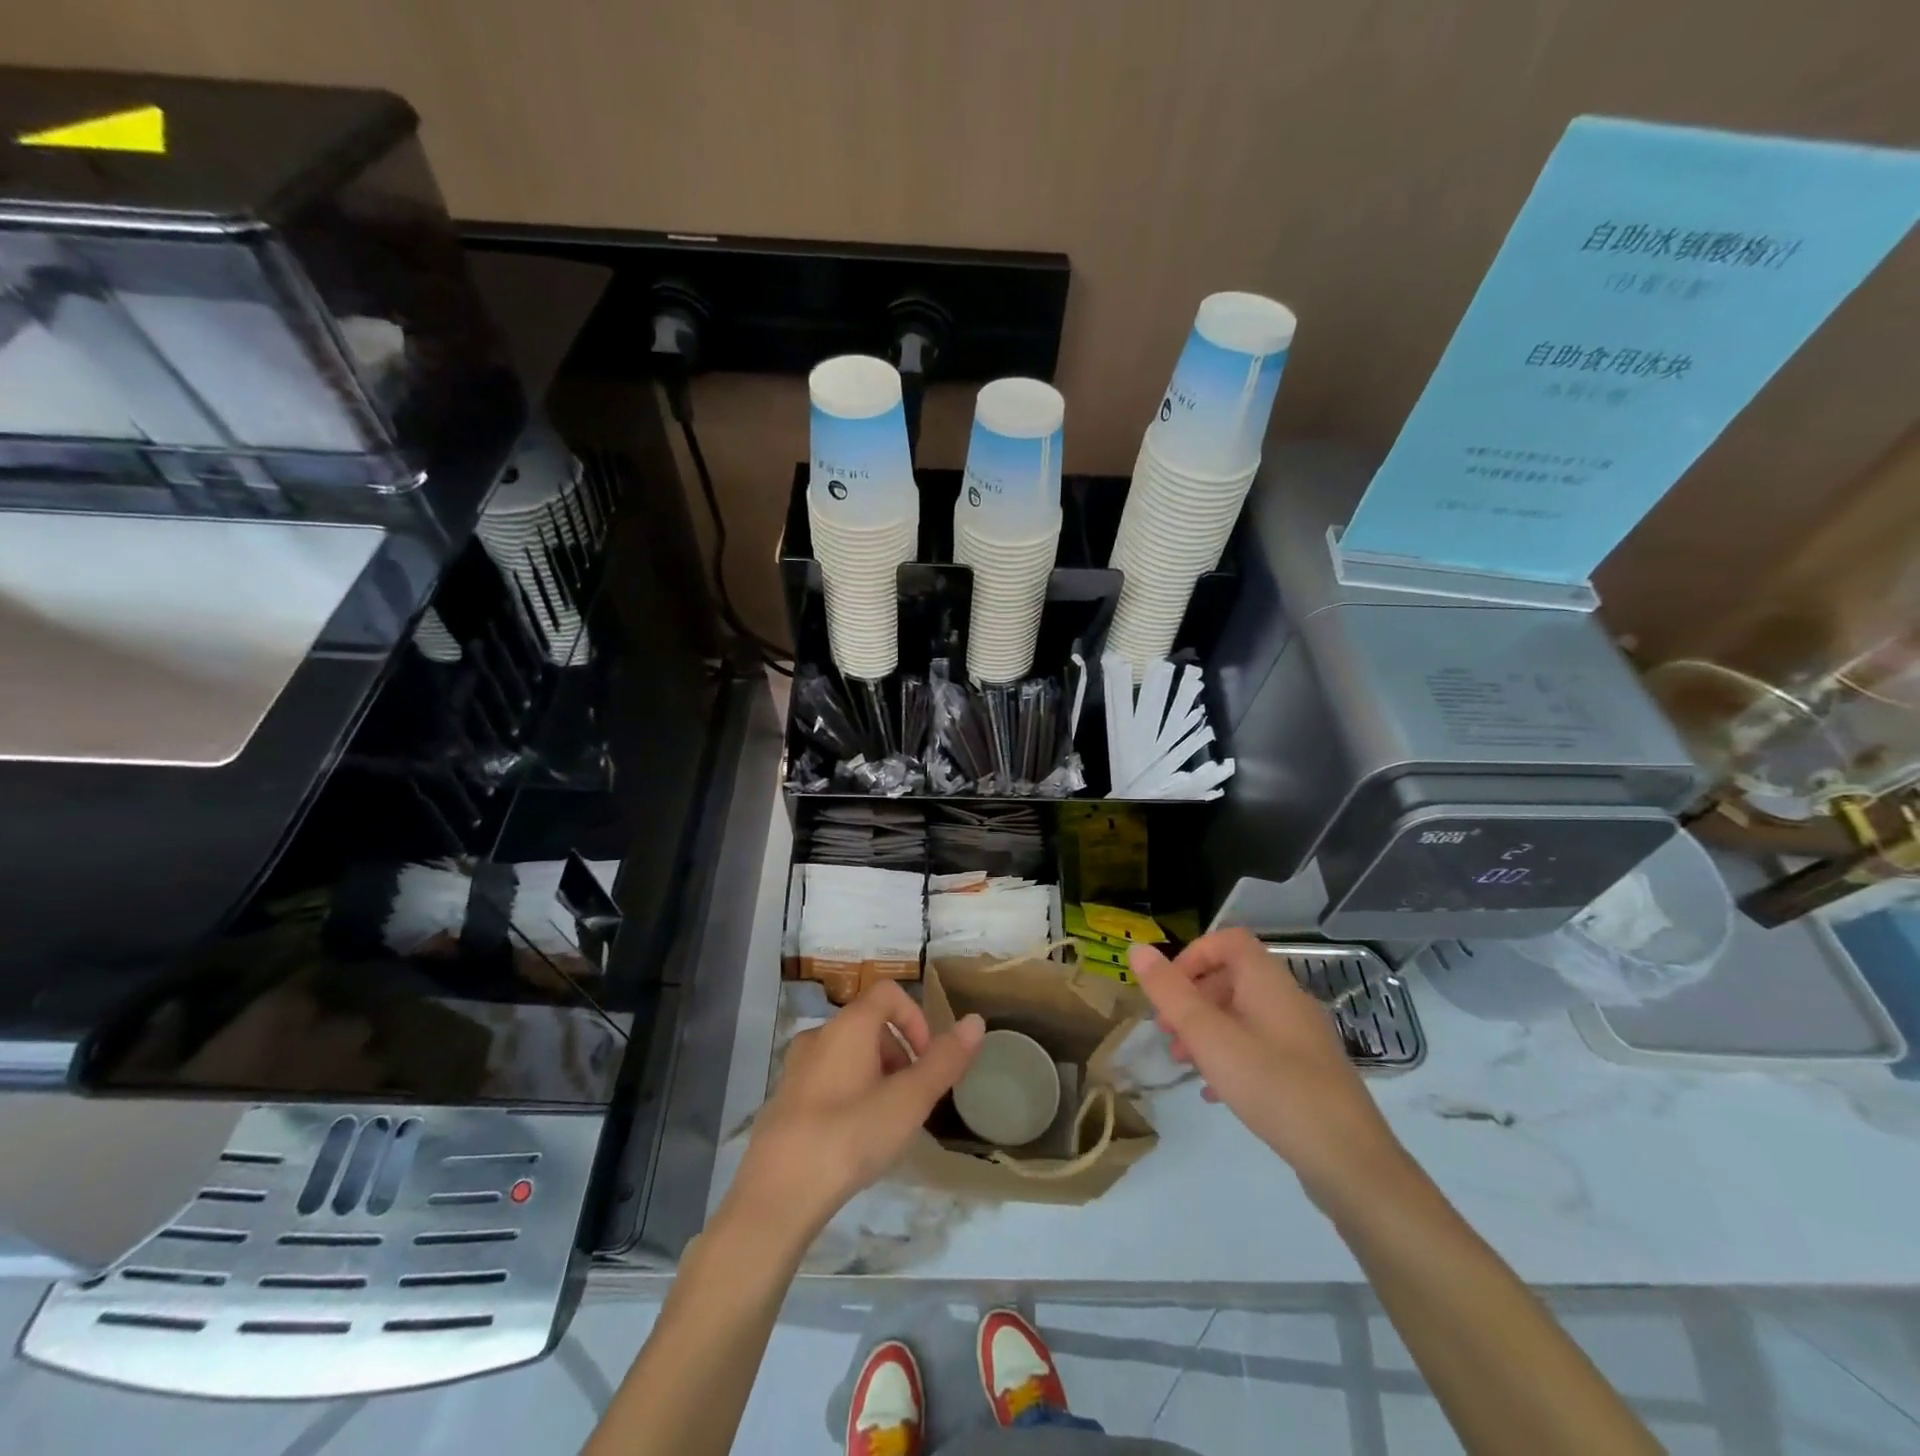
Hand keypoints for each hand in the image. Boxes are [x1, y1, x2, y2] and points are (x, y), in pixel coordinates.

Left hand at [728, 982, 984, 1245]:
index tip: (927, 1060)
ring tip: (887, 1123)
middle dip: (900, 1054)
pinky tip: (854, 1140)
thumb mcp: (909, 1101)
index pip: (889, 993)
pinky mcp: (784, 1100)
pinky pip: (828, 1080)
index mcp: (848, 1025)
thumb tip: (976, 1021)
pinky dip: (850, 1094)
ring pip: (849, 1054)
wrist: (777, 1195)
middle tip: (912, 1099)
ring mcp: (796, 1068)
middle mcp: (819, 1035)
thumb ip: (945, 1060)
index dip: (916, 1018)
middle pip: (870, 1024)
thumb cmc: (850, 1136)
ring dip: (877, 1076)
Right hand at [1131, 929, 1407, 1206]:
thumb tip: (1138, 949)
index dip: (1193, 955)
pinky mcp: (1309, 1072)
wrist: (1349, 1161)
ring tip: (1183, 1062)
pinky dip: (1231, 1057)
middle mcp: (1289, 1000)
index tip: (1168, 991)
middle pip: (1233, 977)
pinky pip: (1261, 1047)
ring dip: (1208, 1030)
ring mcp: (1302, 1037)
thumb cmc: (1273, 1086)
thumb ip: (1170, 993)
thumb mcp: (1208, 1037)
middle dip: (1193, 998)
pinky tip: (1215, 1092)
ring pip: (1244, 1015)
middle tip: (1167, 1031)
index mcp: (1268, 982)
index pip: (1228, 941)